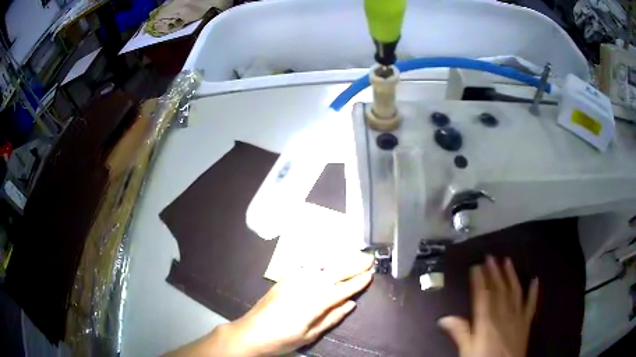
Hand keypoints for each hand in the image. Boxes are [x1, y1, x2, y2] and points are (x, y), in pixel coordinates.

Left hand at [215, 252, 373, 356]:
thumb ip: (331, 318)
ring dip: (338, 260)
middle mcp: (304, 287)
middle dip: (352, 265)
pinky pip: (304, 267)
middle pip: (333, 273)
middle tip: (369, 258)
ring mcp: (292, 281)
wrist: (250, 333)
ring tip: (353, 255)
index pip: (341, 289)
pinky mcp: (283, 280)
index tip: (371, 274)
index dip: (357, 282)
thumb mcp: (309, 335)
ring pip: (320, 266)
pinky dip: (318, 262)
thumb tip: (351, 304)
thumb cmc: (282, 339)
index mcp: (313, 303)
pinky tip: (324, 260)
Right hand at [439, 256, 538, 356]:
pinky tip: (535, 280)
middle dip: (494, 272)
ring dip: (511, 275)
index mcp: (487, 321)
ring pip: (514, 291)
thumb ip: (460, 332)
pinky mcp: (526, 321)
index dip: (479, 279)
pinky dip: (534, 291)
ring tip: (508, 261)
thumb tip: (444, 319)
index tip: (476, 266)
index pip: (483, 295)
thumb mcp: (467, 350)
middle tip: (490, 257)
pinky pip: (531, 303)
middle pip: (498, 290)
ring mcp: (517, 316)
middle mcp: (503, 314)